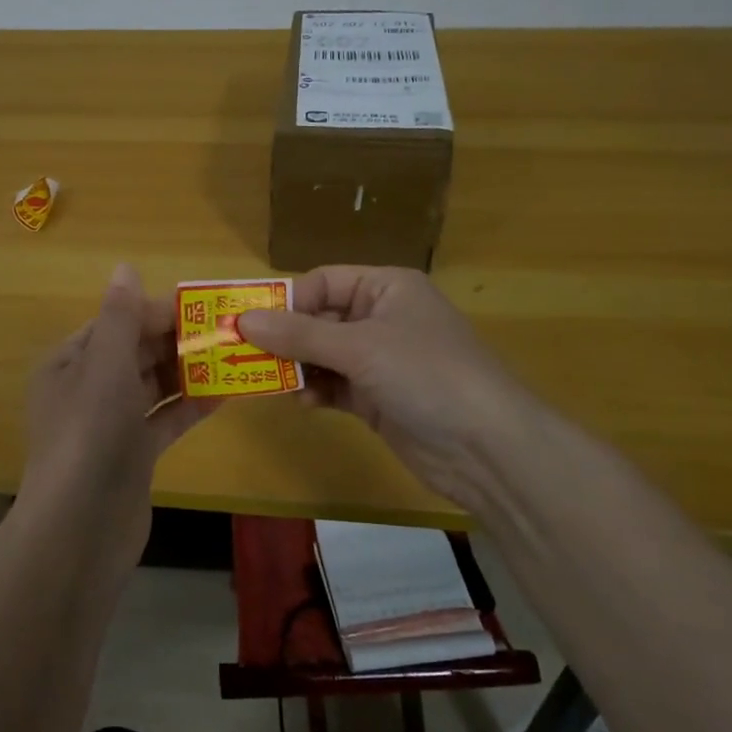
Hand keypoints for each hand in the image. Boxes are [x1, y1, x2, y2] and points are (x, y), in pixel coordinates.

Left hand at [20, 264, 209, 568]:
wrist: (81, 528)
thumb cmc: (90, 434)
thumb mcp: (104, 365)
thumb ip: (120, 316)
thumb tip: (125, 267)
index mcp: (69, 362)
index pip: (115, 323)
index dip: (155, 311)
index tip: (203, 306)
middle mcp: (86, 389)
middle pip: (136, 352)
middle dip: (178, 340)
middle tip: (230, 330)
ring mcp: (110, 424)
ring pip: (153, 386)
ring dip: (189, 371)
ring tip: (236, 356)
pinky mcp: (133, 455)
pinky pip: (164, 419)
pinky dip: (190, 406)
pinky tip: (226, 395)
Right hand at [239, 266, 551, 512]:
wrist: (489, 449)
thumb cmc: (426, 374)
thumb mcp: (360, 347)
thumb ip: (299, 334)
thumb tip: (242, 321)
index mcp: (386, 288)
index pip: (323, 282)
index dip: (286, 301)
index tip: (246, 323)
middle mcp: (382, 318)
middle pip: (319, 319)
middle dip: (284, 338)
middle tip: (242, 356)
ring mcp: (381, 361)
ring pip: (323, 356)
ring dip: (296, 368)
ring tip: (263, 382)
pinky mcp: (379, 399)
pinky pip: (334, 386)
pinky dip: (315, 391)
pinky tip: (300, 403)